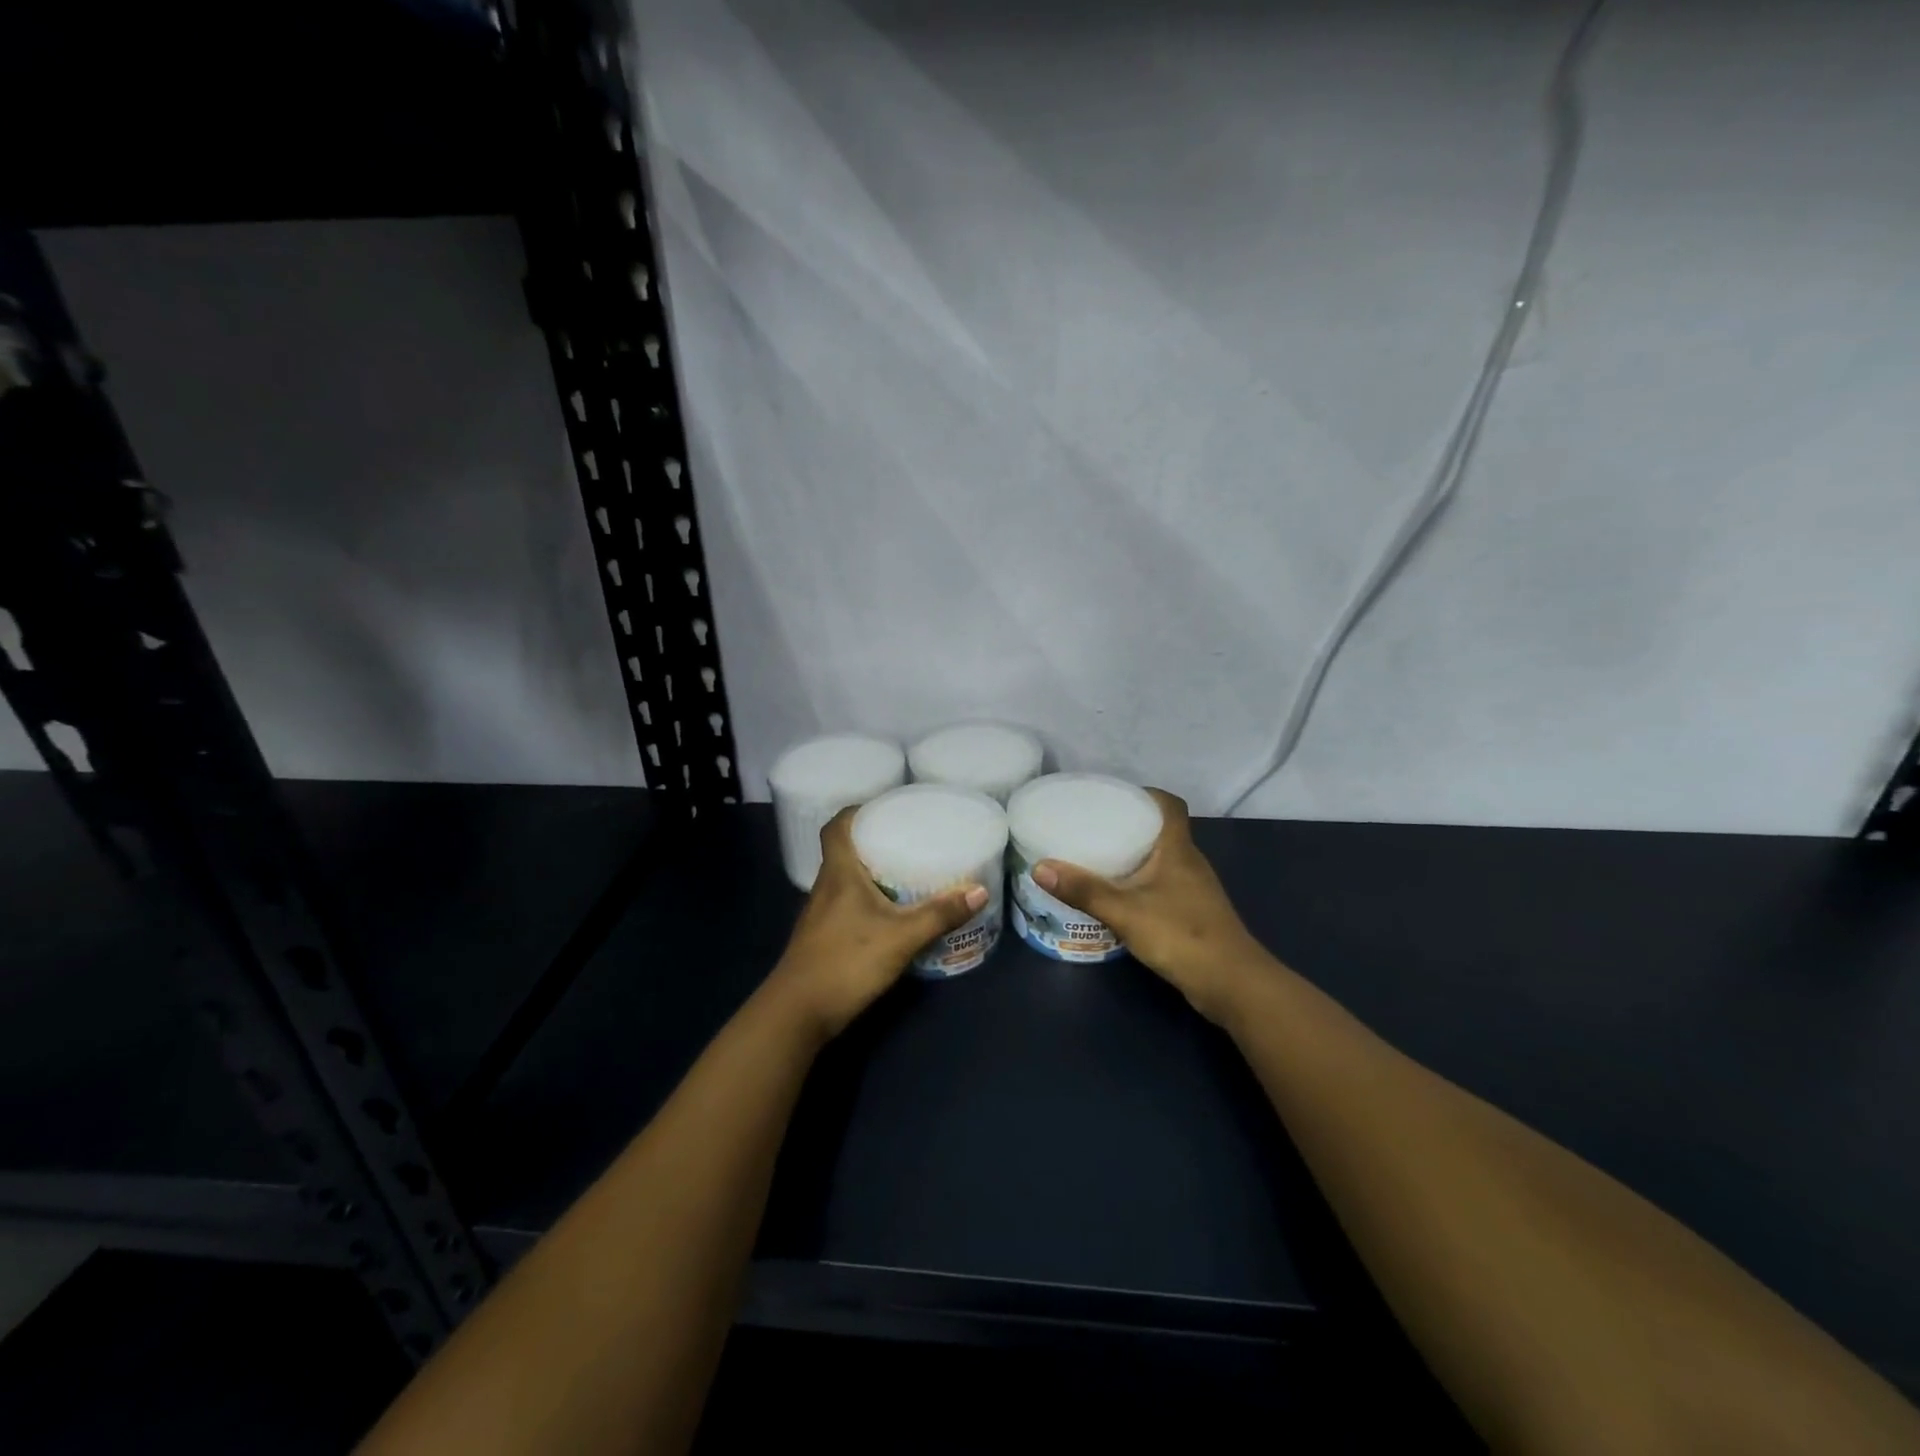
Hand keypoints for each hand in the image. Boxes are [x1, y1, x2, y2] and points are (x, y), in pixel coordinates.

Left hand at [769, 806, 988, 1039]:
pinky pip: (847, 904)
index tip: (885, 807)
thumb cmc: (846, 963)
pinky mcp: (823, 937)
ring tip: (906, 870)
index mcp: (838, 874)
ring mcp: (821, 914)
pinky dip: (868, 900)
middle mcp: (826, 887)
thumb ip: (939, 914)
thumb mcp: (901, 937)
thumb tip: (979, 891)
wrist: (797, 1014)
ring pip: (846, 880)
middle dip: (873, 841)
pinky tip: (891, 913)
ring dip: (871, 872)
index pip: (836, 827)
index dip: (856, 812)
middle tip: (909, 838)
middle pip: (844, 851)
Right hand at [1033, 789, 1267, 1024]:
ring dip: (1134, 856)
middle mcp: (1190, 862)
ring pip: (1161, 860)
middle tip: (1092, 826)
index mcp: (1178, 849)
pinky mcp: (1193, 914)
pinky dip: (1141, 884)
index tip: (1113, 797)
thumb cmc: (1181, 936)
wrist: (1232, 985)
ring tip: (1097, 858)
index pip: (1170, 805)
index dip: (1145, 794)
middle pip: (1162, 830)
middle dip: (1130, 824)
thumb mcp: (1125, 911)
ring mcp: (1194, 890)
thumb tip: (1039, 867)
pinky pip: (1162, 886)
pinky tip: (1118, 897)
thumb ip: (1084, 890)